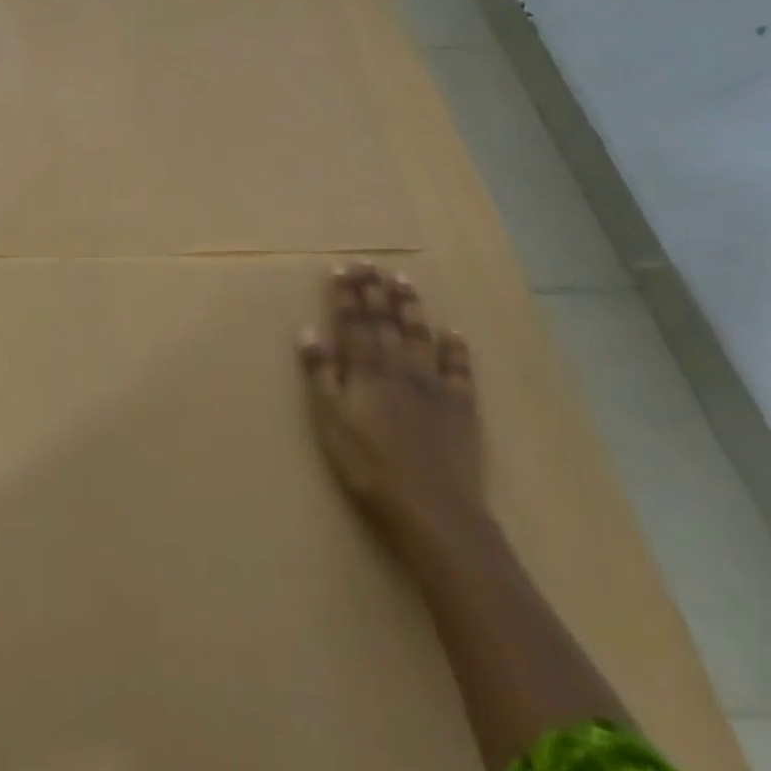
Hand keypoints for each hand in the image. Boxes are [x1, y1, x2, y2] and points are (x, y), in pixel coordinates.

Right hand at [296, 263, 485, 558]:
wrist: (433, 508)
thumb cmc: (369, 467)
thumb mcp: (330, 422)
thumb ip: (321, 375)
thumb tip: (308, 331)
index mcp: (366, 370)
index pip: (353, 322)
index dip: (346, 295)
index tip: (342, 268)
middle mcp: (399, 367)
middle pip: (385, 321)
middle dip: (374, 290)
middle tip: (369, 263)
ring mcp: (434, 384)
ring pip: (419, 335)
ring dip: (410, 307)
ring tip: (403, 281)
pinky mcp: (462, 406)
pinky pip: (459, 368)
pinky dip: (456, 348)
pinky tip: (453, 332)